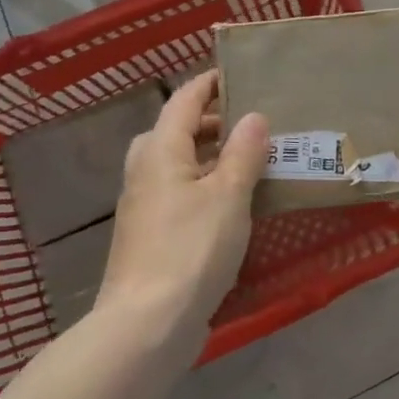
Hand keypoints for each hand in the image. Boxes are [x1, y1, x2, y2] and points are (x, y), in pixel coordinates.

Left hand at [98, 72, 268, 333]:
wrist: (146, 326)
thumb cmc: (191, 249)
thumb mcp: (229, 195)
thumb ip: (243, 152)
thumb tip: (254, 116)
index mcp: (160, 150)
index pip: (185, 100)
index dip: (210, 83)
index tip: (239, 73)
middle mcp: (146, 170)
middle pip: (178, 130)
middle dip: (214, 121)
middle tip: (254, 122)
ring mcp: (144, 204)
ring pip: (179, 163)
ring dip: (212, 155)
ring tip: (251, 159)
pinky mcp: (151, 234)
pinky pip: (180, 192)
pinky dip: (205, 184)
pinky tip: (234, 203)